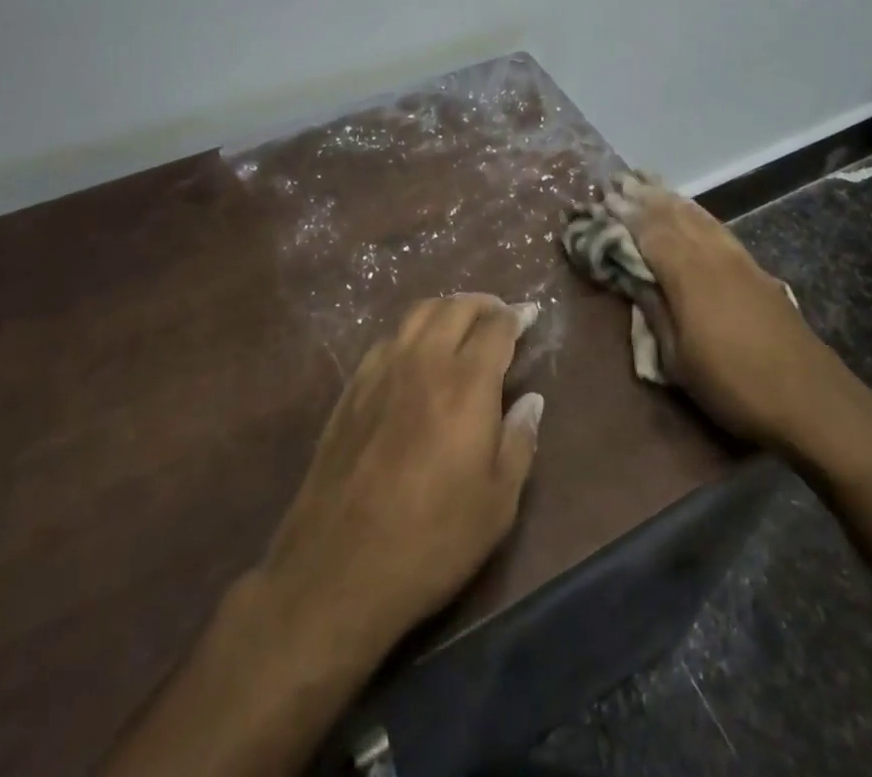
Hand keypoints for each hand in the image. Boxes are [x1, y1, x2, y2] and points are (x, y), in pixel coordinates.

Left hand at [257, 294, 543, 659]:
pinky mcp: (352, 388)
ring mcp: (382, 370)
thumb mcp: (498, 503)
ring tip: (462, 324)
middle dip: (484, 304)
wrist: (339, 567)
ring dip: (447, 309)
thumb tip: (532, 400)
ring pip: (418, 314)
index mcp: (466, 383)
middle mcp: (424, 361)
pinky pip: (388, 339)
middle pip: (456, 307)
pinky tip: (416, 354)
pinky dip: (413, 332)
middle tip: (500, 315)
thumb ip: (519, 441)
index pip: (496, 328)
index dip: (517, 316)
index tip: (530, 315)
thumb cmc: (432, 539)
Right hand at [605, 176, 824, 446]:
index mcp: (687, 275)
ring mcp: (738, 259)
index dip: (624, 216)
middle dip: (644, 199)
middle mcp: (712, 256)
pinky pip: (717, 227)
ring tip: (647, 185)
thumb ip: (654, 311)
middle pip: (673, 216)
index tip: (602, 201)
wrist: (811, 399)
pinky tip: (691, 212)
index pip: (649, 232)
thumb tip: (631, 277)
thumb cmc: (734, 385)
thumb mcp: (678, 360)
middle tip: (618, 184)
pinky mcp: (756, 269)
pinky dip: (697, 213)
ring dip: (670, 199)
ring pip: (698, 216)